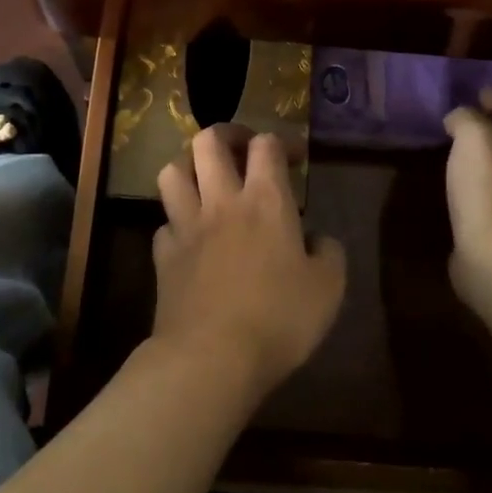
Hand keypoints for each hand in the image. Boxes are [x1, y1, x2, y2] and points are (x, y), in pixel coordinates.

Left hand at [151, 125, 346, 395]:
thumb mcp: (328, 288)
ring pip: (172, 171)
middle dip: (226, 134)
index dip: (281, 141)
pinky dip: (176, 222)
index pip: (267, 144)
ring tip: (205, 180)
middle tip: (241, 149)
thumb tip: (317, 239)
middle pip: (208, 141)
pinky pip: (163, 223)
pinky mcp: (163, 256)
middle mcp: (222, 201)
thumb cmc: (279, 319)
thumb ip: (329, 253)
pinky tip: (189, 237)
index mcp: (266, 200)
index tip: (294, 158)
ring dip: (188, 166)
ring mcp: (186, 225)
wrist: (211, 358)